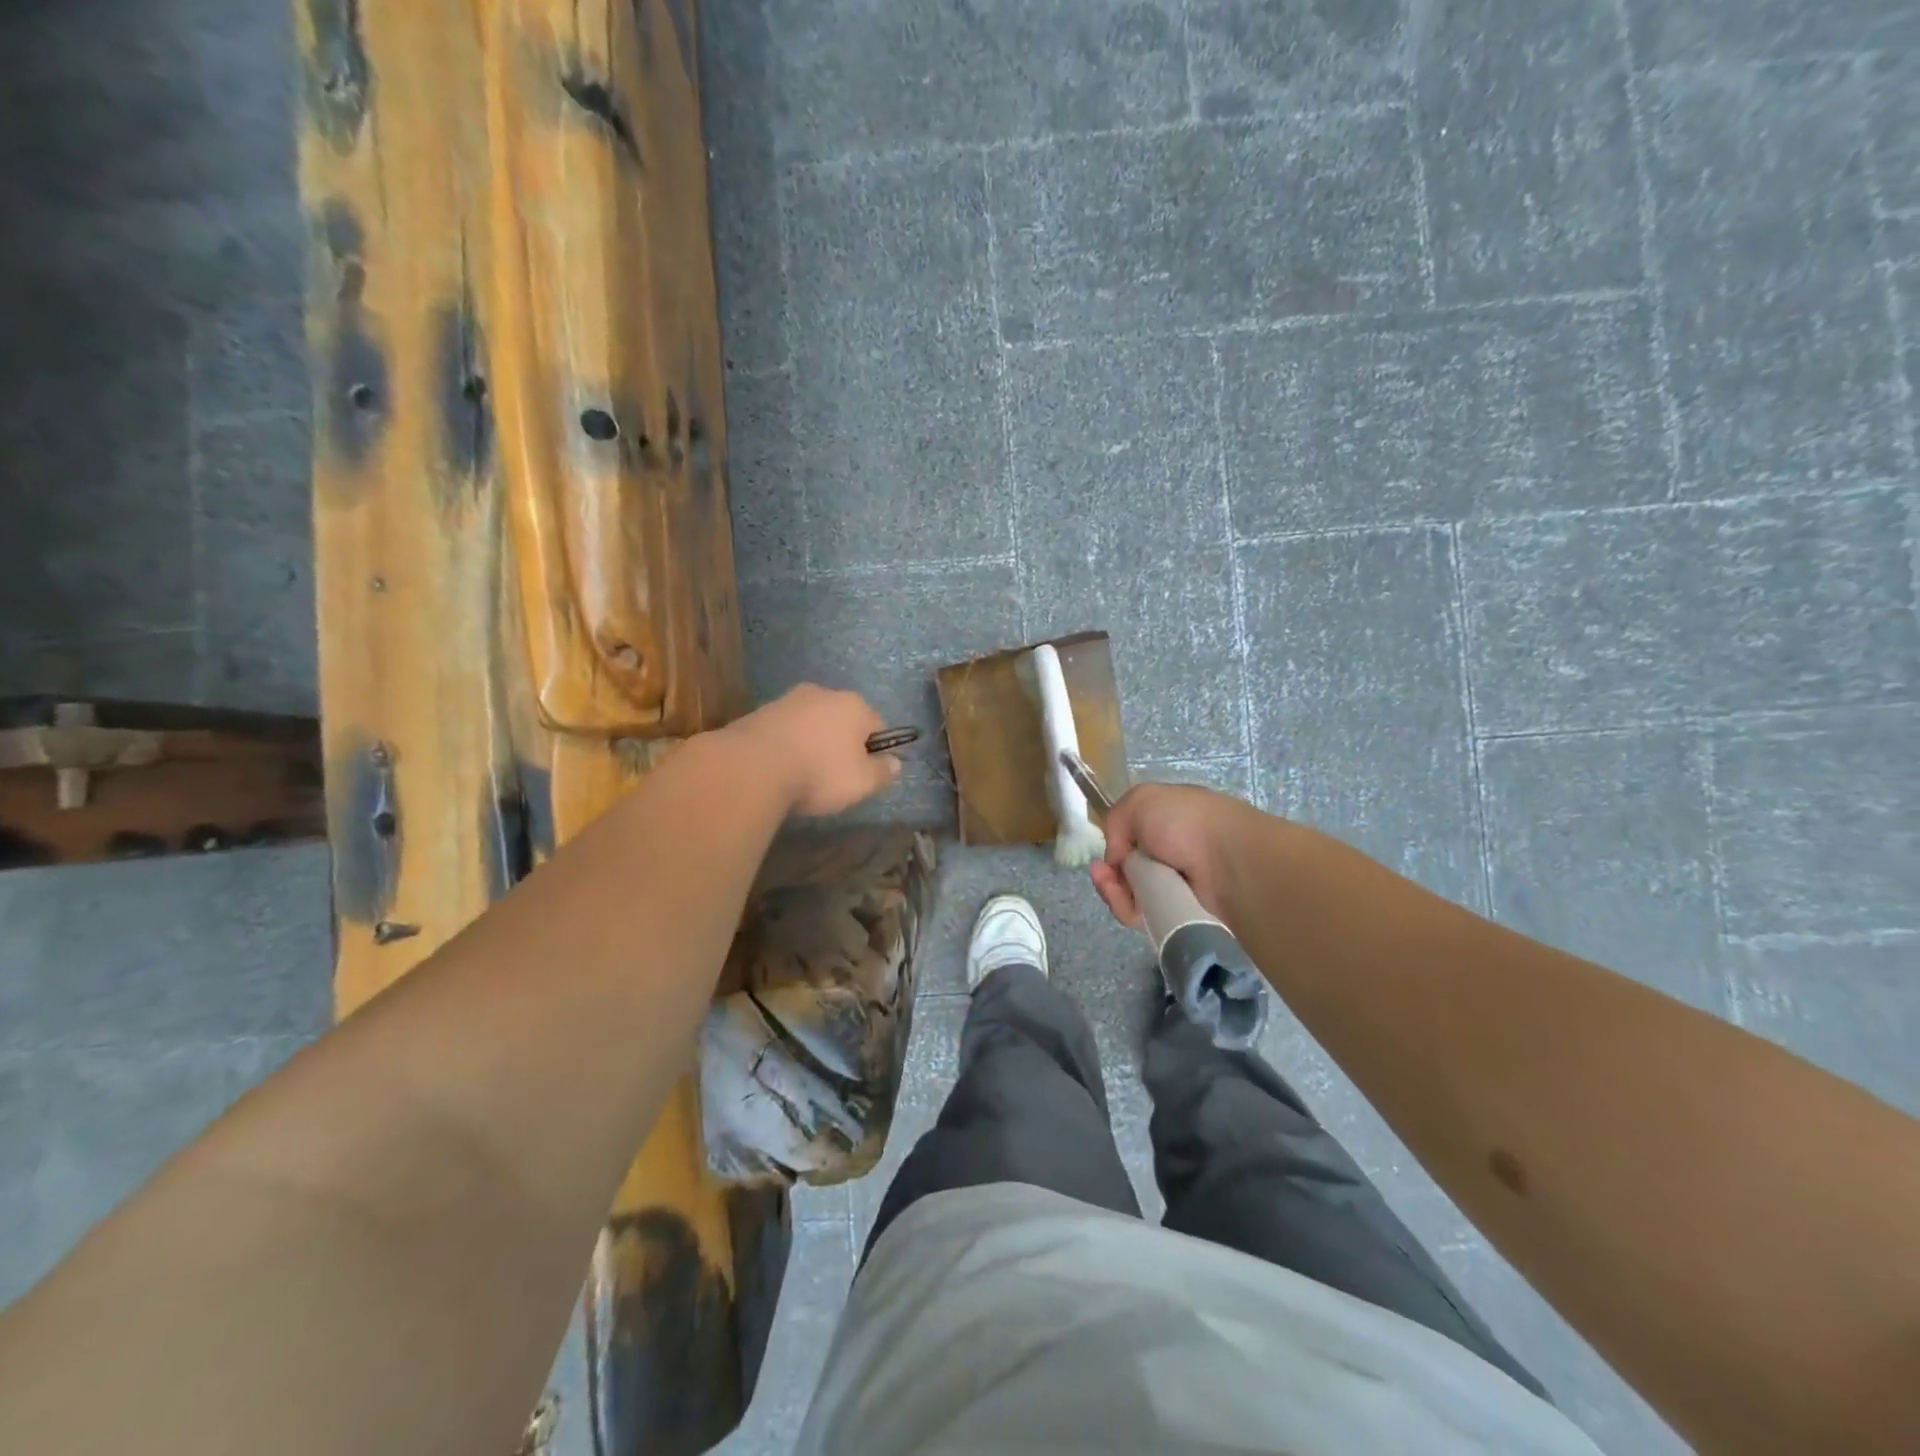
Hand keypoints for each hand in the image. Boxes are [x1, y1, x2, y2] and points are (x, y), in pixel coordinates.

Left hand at [728, 685, 901, 816]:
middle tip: (833, 777)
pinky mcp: (758, 713)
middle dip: (840, 744)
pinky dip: (785, 746)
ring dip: (811, 743)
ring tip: (802, 776)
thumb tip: (896, 763)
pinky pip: (783, 731)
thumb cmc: (819, 773)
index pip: (877, 725)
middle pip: (842, 720)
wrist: (752, 767)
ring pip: (810, 724)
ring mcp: (788, 700)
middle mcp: (823, 693)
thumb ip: (883, 772)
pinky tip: (779, 770)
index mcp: (854, 705)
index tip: (862, 775)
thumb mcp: (862, 782)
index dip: (874, 751)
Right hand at [1090, 782, 1261, 929]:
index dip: (1114, 846)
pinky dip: (1125, 909)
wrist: (1228, 863)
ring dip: (1111, 890)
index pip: (1132, 840)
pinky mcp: (1175, 916)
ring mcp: (1173, 888)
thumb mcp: (1141, 800)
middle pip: (1126, 871)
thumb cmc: (1185, 822)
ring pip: (1129, 895)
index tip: (1105, 852)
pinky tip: (1120, 899)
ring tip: (1109, 885)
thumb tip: (1118, 857)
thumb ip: (1116, 820)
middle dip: (1108, 873)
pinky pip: (1140, 916)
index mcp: (1168, 825)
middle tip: (1102, 873)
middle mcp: (1170, 856)